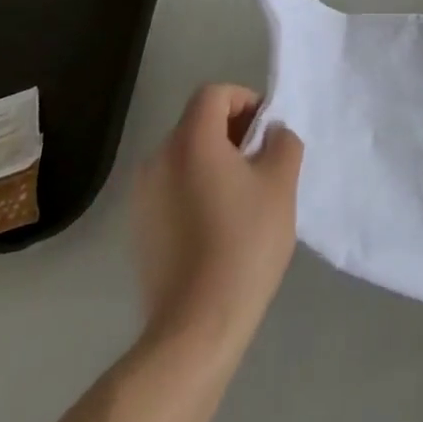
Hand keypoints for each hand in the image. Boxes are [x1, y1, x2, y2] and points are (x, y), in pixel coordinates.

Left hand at [132, 83, 303, 352]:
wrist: (196, 326)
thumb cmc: (244, 244)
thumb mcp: (280, 184)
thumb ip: (282, 143)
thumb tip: (271, 134)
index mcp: (190, 141)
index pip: (214, 94)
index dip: (245, 101)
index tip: (267, 132)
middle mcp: (158, 159)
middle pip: (198, 123)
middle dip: (234, 132)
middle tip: (263, 164)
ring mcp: (142, 196)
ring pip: (185, 156)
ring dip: (216, 161)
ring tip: (244, 197)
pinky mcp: (140, 227)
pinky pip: (173, 187)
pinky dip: (197, 188)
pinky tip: (219, 225)